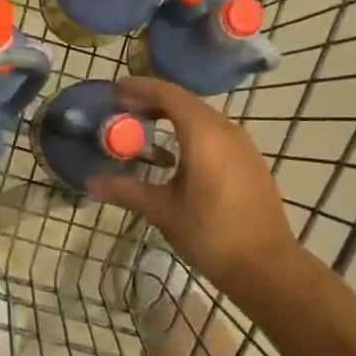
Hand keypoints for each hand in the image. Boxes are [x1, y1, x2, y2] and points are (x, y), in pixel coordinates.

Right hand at [85, 77, 297, 296]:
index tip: (115, 91)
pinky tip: (176, 153)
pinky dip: (191, 130)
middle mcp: (226, 130)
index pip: (169, 95)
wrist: (266, 266)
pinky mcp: (250, 160)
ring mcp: (243, 144)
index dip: (141, 89)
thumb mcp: (163, 211)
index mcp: (204, 135)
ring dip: (173, 115)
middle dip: (153, 100)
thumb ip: (126, 191)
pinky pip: (216, 132)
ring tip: (145, 127)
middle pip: (186, 102)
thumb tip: (90, 183)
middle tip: (123, 109)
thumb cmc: (211, 235)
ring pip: (202, 116)